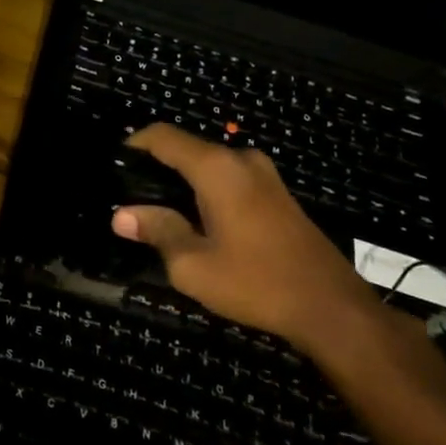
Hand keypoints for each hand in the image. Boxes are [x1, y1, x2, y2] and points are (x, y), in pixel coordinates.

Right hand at [111, 125, 372, 348]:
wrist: (332, 307)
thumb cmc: (257, 283)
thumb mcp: (194, 265)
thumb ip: (157, 231)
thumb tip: (121, 215)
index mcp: (217, 168)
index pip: (163, 136)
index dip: (133, 145)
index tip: (113, 169)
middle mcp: (240, 160)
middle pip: (186, 150)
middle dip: (156, 170)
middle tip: (130, 202)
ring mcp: (264, 175)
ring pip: (208, 166)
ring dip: (182, 184)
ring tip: (159, 217)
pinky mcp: (277, 194)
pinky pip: (229, 180)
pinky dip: (206, 193)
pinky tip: (197, 225)